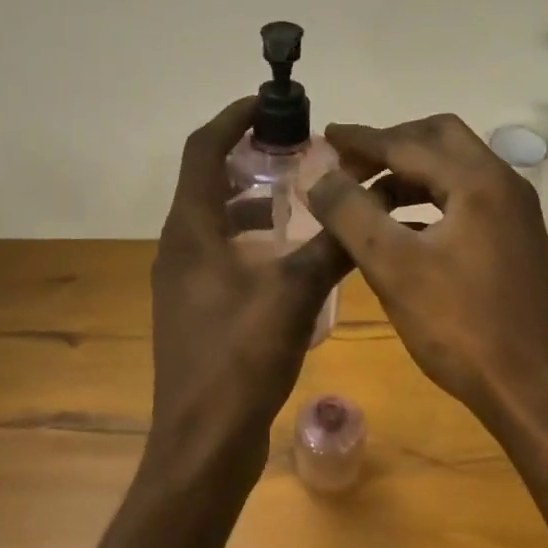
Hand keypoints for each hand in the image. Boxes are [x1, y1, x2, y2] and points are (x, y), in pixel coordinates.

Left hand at [147, 98, 352, 488]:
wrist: (202, 444)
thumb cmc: (239, 358)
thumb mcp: (294, 293)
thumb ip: (332, 245)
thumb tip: (368, 202)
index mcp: (191, 229)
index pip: (203, 149)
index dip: (233, 118)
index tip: (269, 103)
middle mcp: (179, 246)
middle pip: (207, 180)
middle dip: (249, 157)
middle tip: (298, 150)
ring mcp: (183, 279)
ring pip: (217, 219)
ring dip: (253, 200)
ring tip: (302, 196)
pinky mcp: (196, 307)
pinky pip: (222, 252)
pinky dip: (252, 239)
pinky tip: (291, 255)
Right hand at [305, 114, 547, 440]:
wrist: (537, 394)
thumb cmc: (462, 328)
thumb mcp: (393, 268)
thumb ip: (350, 213)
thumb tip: (317, 174)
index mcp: (478, 182)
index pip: (407, 143)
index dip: (361, 139)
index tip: (324, 136)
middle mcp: (503, 184)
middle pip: (439, 139)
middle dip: (390, 144)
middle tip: (350, 165)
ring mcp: (514, 213)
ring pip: (453, 168)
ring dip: (408, 172)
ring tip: (366, 196)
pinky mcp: (514, 239)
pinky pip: (464, 197)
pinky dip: (428, 198)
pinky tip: (400, 227)